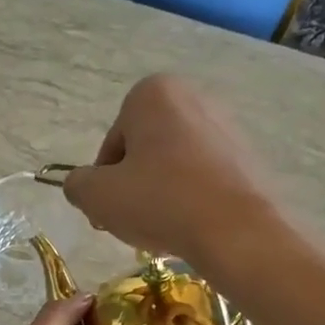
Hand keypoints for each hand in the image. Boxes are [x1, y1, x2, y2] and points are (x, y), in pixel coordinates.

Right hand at [62, 74, 279, 268]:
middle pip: (143, 151)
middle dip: (133, 185)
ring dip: (160, 193)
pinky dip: (190, 197)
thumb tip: (81, 184)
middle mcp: (191, 96)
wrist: (234, 230)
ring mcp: (224, 125)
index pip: (112, 145)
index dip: (104, 183)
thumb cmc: (159, 202)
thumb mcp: (97, 196)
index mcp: (152, 94)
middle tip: (131, 221)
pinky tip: (189, 224)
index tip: (109, 211)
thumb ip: (77, 184)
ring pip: (173, 165)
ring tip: (162, 227)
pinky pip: (202, 176)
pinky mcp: (246, 154)